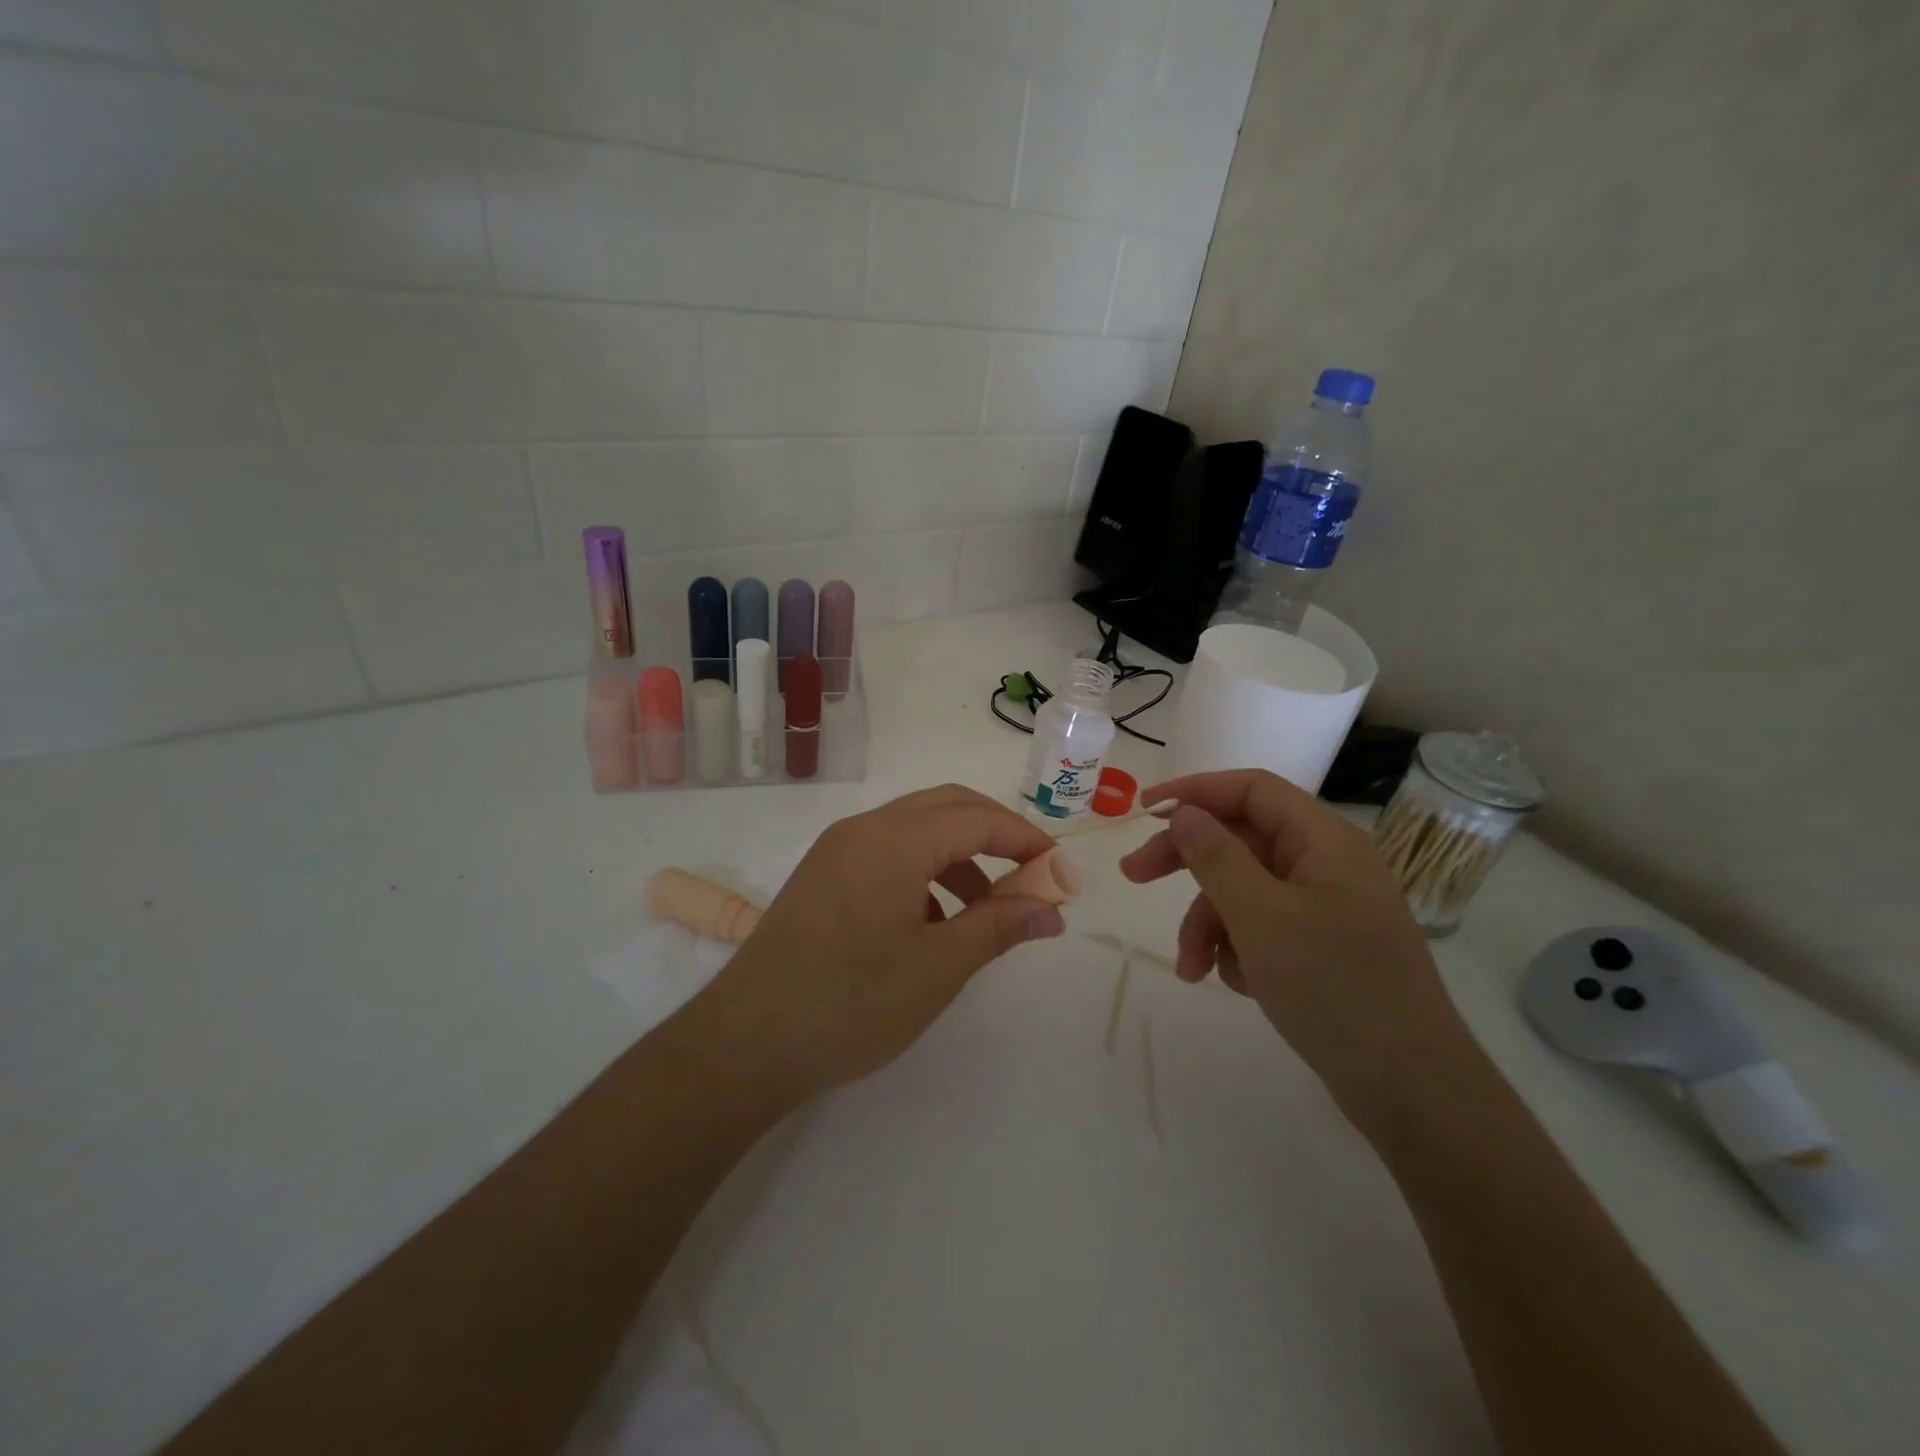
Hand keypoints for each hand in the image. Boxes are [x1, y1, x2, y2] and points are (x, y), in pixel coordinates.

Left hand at [690, 785, 1066, 1102]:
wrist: (747, 1042)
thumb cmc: (853, 1002)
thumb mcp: (938, 967)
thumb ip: (1000, 927)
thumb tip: (1052, 908)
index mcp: (896, 839)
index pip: (978, 818)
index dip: (1026, 839)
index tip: (1060, 871)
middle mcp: (865, 828)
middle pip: (947, 807)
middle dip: (995, 834)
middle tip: (1031, 876)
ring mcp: (837, 849)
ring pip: (916, 830)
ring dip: (959, 856)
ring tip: (985, 913)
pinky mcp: (822, 875)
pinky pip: (887, 853)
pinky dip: (924, 872)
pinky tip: (933, 924)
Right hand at [1120, 770, 1474, 1129]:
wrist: (1411, 1090)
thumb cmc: (1334, 987)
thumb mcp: (1260, 916)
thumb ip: (1215, 856)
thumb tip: (1185, 812)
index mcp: (1324, 841)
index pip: (1251, 790)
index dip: (1194, 791)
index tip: (1143, 809)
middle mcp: (1326, 865)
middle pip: (1240, 841)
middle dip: (1186, 862)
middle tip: (1134, 876)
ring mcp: (1326, 909)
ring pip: (1244, 891)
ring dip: (1208, 924)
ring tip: (1191, 969)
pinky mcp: (1321, 949)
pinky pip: (1261, 928)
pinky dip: (1238, 949)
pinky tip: (1236, 984)